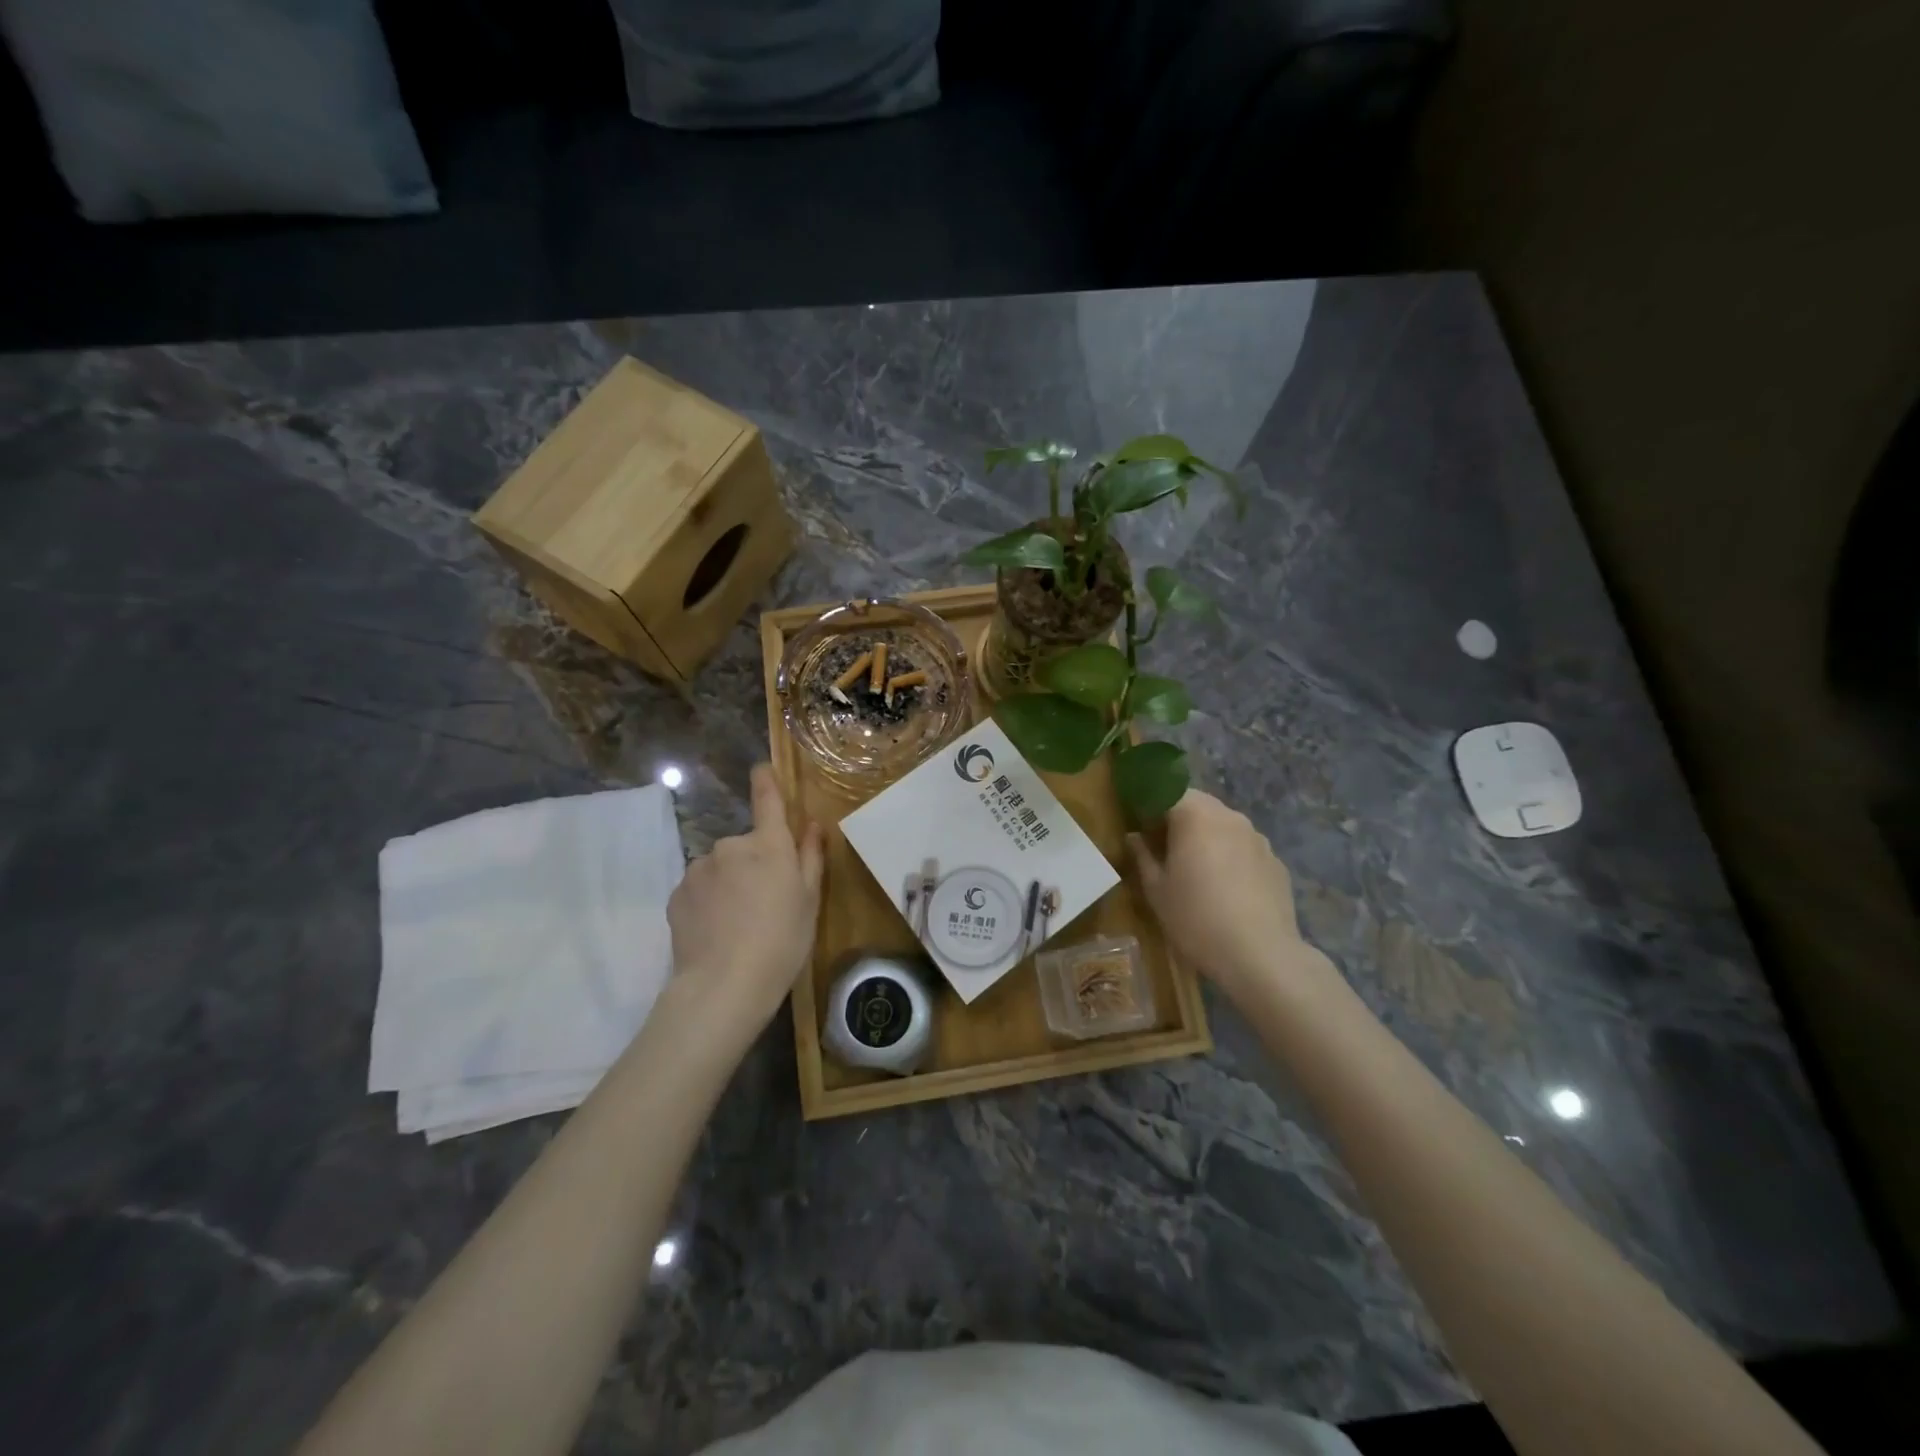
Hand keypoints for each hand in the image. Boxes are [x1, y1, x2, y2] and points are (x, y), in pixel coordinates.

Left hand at [665, 764, 824, 1036]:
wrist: (723, 986)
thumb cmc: (782, 942)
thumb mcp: (809, 901)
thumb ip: (810, 857)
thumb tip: (812, 824)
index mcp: (769, 845)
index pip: (767, 799)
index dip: (766, 780)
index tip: (762, 768)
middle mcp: (731, 846)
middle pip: (747, 845)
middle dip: (754, 864)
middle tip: (766, 902)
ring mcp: (699, 868)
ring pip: (721, 868)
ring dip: (730, 883)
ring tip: (739, 923)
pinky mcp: (677, 893)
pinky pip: (700, 888)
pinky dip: (709, 902)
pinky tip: (716, 931)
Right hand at [1128, 790, 1333, 1009]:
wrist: (1260, 955)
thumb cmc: (1196, 918)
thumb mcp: (1156, 890)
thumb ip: (1142, 856)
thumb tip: (1134, 837)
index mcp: (1195, 816)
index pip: (1166, 792)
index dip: (1150, 806)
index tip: (1140, 828)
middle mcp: (1229, 816)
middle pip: (1198, 804)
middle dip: (1179, 819)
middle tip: (1165, 848)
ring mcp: (1257, 837)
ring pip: (1224, 824)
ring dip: (1207, 836)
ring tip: (1198, 870)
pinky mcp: (1276, 861)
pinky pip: (1245, 847)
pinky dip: (1231, 856)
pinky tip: (1227, 888)